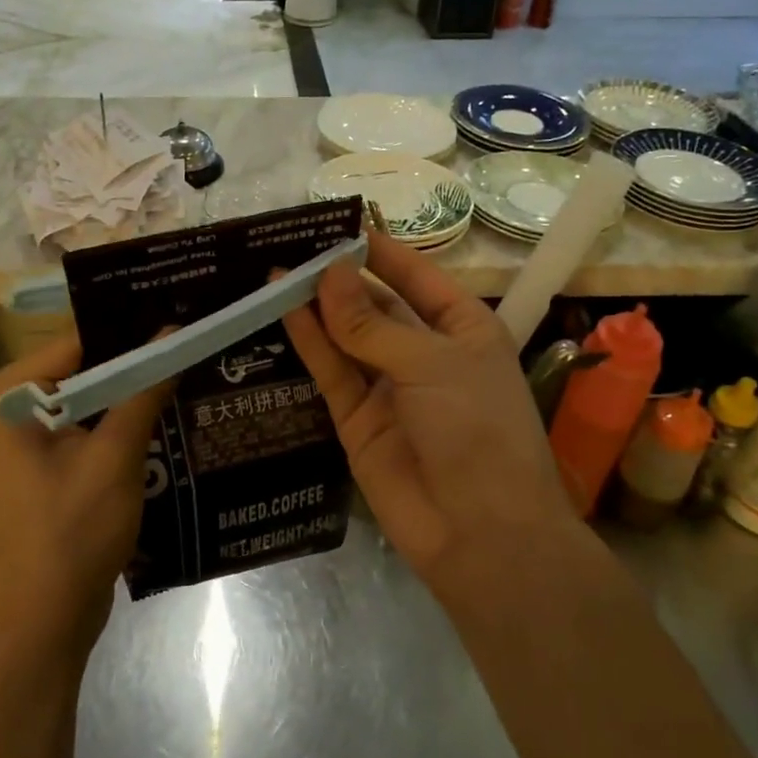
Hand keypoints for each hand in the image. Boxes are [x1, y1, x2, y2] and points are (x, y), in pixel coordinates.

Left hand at [0, 336, 168, 646]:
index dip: (132, 331)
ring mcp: (25, 437)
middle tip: (193, 344)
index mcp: (9, 393)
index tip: (183, 319)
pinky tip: (167, 414)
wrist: (43, 620)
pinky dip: (121, 423)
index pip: (79, 340)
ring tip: (190, 370)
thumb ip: (143, 390)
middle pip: (84, 367)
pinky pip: (87, 426)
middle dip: (136, 362)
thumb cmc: (71, 531)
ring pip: (90, 398)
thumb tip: (174, 335)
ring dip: (133, 393)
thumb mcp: (114, 456)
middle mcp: (9, 405)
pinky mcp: (44, 463)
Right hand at [281, 232, 571, 582]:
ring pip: (346, 338)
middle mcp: (424, 353)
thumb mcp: (431, 364)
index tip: (338, 223)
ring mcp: (388, 388)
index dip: (380, 250)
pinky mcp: (356, 421)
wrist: (481, 534)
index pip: (415, 277)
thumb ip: (372, 324)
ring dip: (317, 308)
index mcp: (462, 330)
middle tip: (292, 245)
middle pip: (375, 306)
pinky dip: (309, 344)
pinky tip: (284, 311)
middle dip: (339, 278)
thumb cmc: (476, 429)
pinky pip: (331, 374)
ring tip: (276, 272)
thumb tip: (330, 273)